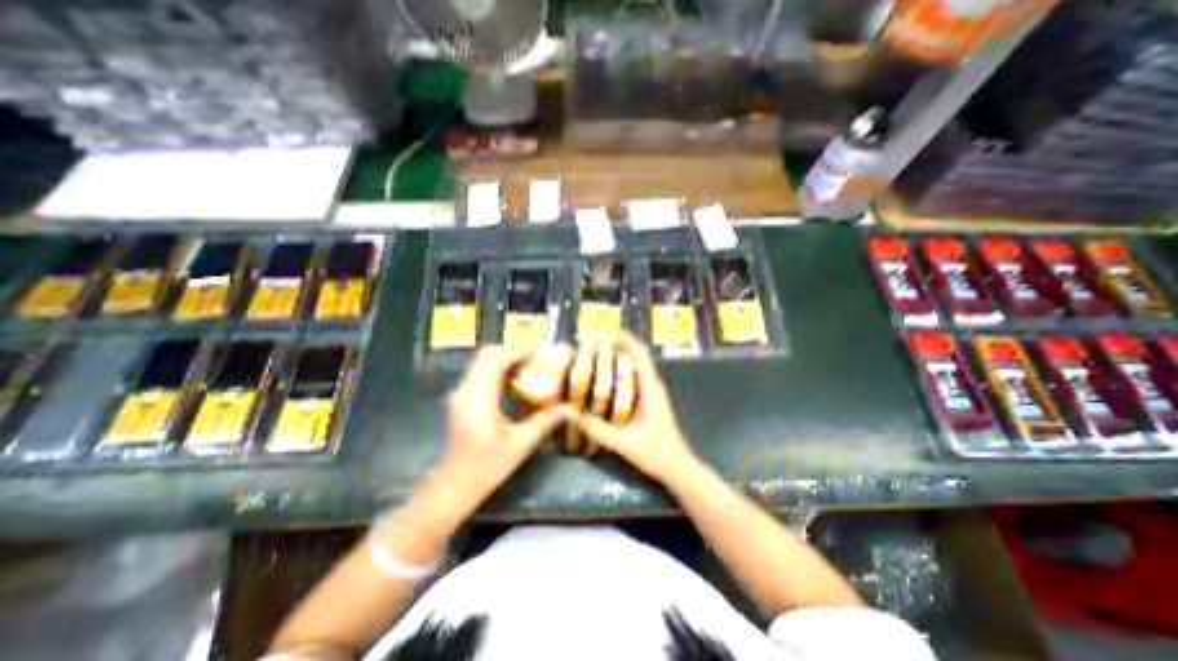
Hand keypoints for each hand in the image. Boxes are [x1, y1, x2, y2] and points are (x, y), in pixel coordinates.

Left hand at [441, 342, 570, 503]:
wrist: (455, 484)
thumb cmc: (487, 466)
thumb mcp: (521, 444)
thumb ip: (545, 422)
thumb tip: (568, 408)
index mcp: (480, 398)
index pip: (497, 359)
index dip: (519, 351)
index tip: (540, 352)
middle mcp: (466, 389)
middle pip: (487, 354)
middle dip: (513, 351)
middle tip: (535, 359)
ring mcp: (460, 392)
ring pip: (482, 361)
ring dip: (505, 359)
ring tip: (529, 367)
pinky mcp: (461, 397)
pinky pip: (480, 372)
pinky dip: (498, 369)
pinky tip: (515, 382)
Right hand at [572, 331, 696, 485]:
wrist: (677, 467)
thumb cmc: (656, 453)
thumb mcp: (624, 443)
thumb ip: (597, 429)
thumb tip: (571, 413)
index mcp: (650, 387)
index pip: (639, 353)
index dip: (623, 338)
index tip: (603, 332)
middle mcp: (651, 384)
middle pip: (634, 355)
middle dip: (614, 345)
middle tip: (590, 345)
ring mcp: (650, 391)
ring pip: (632, 366)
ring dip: (616, 358)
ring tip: (592, 358)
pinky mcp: (647, 399)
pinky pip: (631, 378)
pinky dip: (617, 373)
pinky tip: (601, 381)